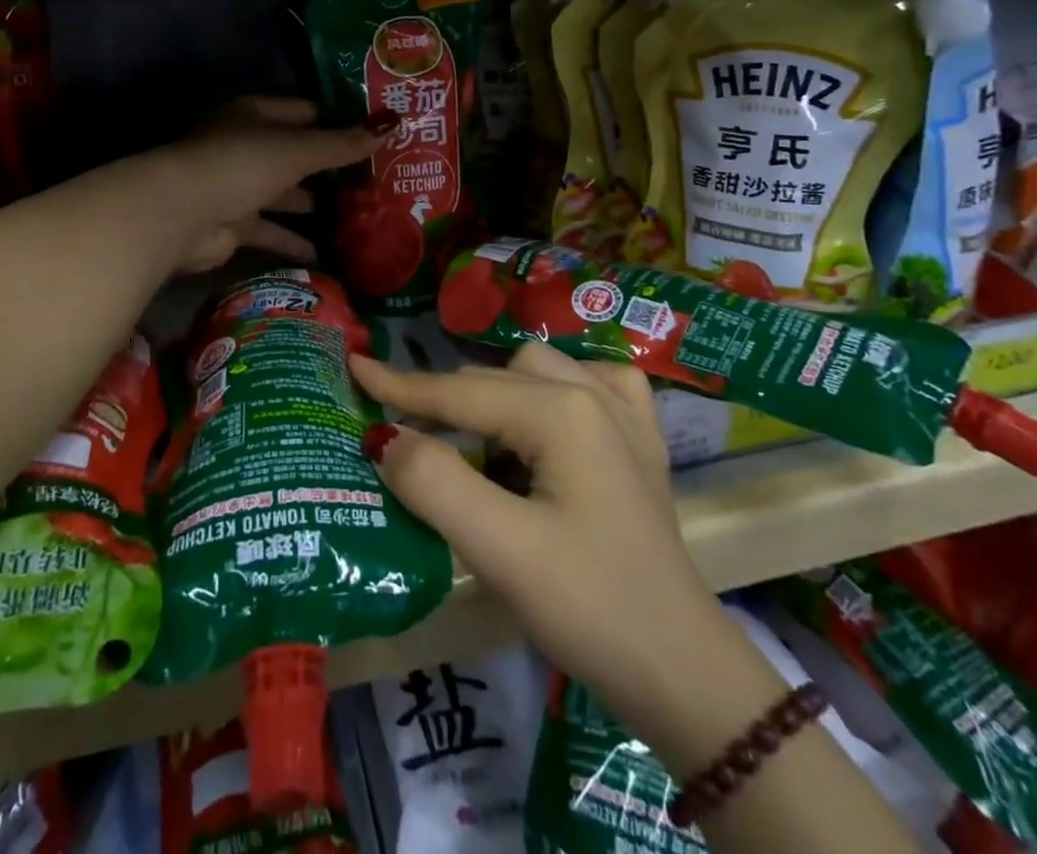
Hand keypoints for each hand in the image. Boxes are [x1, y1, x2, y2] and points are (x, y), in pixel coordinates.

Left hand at [159, 97, 386, 274]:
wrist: (183, 214)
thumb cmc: (242, 164)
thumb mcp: (299, 150)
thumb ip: (343, 144)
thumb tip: (393, 126)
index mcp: (255, 116)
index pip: (303, 113)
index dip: (336, 122)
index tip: (372, 136)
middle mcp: (245, 147)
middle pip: (294, 154)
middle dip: (328, 167)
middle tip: (373, 179)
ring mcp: (237, 187)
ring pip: (284, 193)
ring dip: (312, 204)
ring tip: (356, 215)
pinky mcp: (233, 225)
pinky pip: (271, 230)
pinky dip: (293, 241)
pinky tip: (326, 253)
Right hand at [357, 346, 920, 853]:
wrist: (684, 671)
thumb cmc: (590, 609)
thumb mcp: (500, 550)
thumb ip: (434, 482)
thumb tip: (385, 438)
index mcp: (561, 409)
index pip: (459, 392)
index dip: (399, 385)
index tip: (353, 364)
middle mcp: (593, 390)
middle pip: (493, 381)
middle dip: (442, 403)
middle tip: (401, 436)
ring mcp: (624, 410)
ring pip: (533, 372)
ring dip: (493, 399)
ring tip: (473, 447)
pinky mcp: (639, 437)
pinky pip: (584, 384)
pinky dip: (550, 392)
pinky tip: (545, 423)